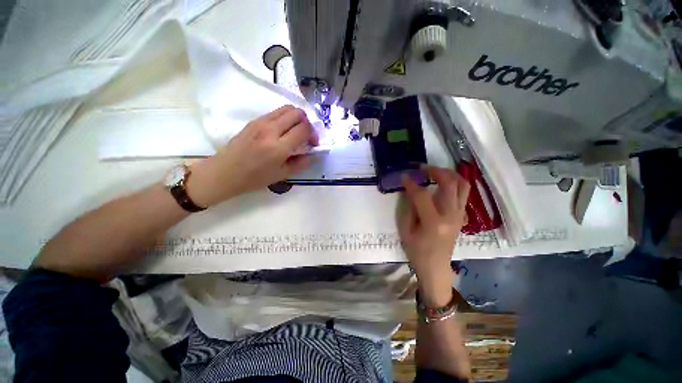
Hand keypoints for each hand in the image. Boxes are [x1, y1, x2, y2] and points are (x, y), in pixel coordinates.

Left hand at [186, 105, 317, 205]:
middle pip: (297, 113)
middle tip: (305, 136)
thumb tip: (314, 154)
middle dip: (307, 123)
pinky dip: (285, 118)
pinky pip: (276, 112)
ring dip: (296, 118)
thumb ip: (301, 163)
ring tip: (295, 132)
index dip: (313, 134)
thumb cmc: (255, 178)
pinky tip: (282, 131)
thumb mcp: (282, 175)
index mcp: (279, 147)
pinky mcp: (254, 120)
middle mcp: (271, 130)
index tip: (312, 144)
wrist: (225, 172)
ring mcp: (261, 122)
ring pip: (287, 108)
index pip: (304, 128)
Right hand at [398, 166, 469, 304]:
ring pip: (463, 185)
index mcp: (434, 223)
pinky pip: (463, 193)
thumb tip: (410, 190)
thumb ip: (409, 208)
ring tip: (435, 171)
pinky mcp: (462, 215)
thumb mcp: (406, 231)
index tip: (404, 176)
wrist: (436, 267)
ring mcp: (460, 215)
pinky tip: (443, 183)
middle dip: (435, 171)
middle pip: (450, 184)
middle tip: (423, 168)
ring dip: (449, 174)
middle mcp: (451, 216)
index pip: (423, 195)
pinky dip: (454, 183)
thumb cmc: (417, 251)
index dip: (412, 184)